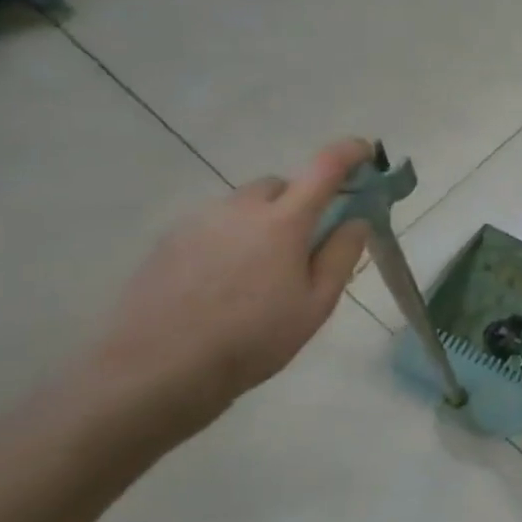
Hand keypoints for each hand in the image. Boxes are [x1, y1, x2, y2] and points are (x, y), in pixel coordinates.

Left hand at [88, 139, 372, 431]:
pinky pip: (213, 225)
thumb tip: (356, 220)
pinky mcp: (167, 242)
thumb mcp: (317, 304)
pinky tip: (226, 283)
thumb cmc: (253, 338)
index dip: (349, 153)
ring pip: (243, 205)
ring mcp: (197, 223)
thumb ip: (342, 255)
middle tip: (309, 242)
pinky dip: (231, 238)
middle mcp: (239, 209)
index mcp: (283, 222)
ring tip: (263, 272)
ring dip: (263, 221)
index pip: (324, 168)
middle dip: (301, 201)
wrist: (156, 370)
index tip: (366, 151)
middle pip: (280, 185)